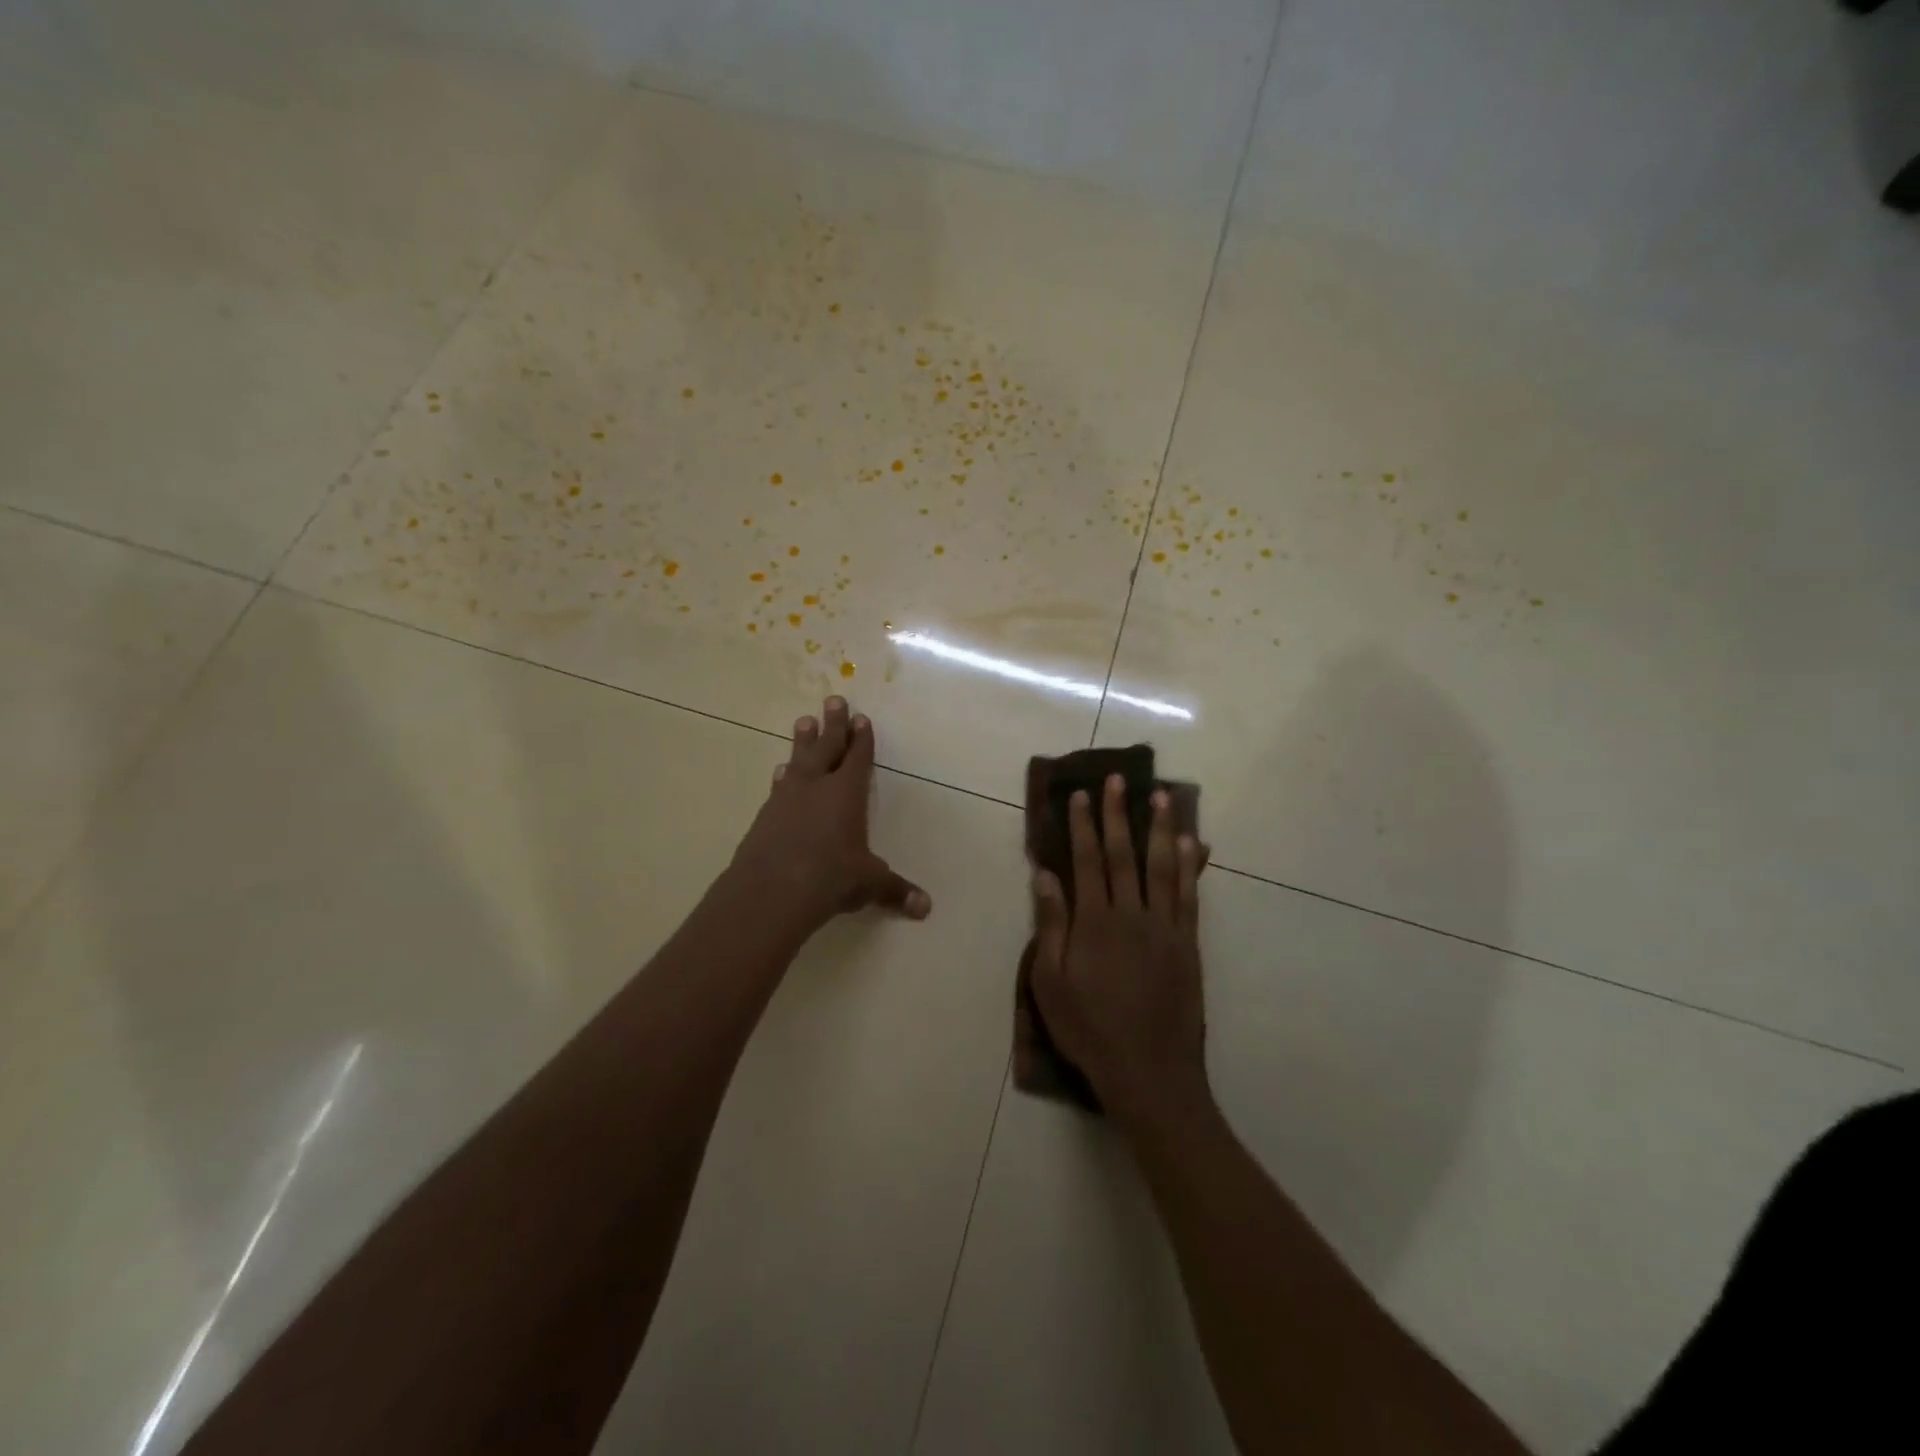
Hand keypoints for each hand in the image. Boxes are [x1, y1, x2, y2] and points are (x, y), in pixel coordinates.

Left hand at [729, 697, 930, 935]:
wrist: (770, 892)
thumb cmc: (830, 878)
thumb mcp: (868, 884)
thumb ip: (895, 890)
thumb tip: (925, 907)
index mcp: (846, 794)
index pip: (857, 758)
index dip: (861, 739)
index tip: (861, 718)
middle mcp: (816, 787)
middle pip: (826, 747)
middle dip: (833, 724)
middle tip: (833, 700)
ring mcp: (786, 799)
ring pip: (798, 761)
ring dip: (803, 742)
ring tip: (803, 721)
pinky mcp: (765, 816)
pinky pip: (778, 786)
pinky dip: (783, 776)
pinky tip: (780, 773)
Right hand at [1030, 774, 1208, 1122]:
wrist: (1148, 1072)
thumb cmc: (1089, 1030)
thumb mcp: (1050, 983)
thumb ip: (1050, 925)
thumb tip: (1045, 875)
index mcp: (1094, 922)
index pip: (1086, 861)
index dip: (1083, 825)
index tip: (1081, 795)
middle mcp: (1131, 914)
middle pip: (1122, 854)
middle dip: (1118, 814)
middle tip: (1118, 780)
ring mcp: (1164, 927)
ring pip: (1162, 866)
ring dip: (1159, 828)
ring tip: (1160, 796)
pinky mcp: (1187, 944)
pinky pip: (1189, 896)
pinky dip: (1190, 866)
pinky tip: (1190, 844)